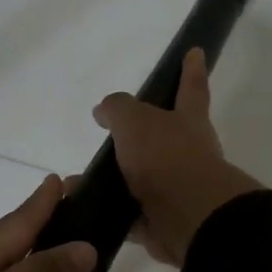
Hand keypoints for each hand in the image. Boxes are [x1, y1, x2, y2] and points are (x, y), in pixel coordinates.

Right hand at [94, 48, 260, 266]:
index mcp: (188, 122)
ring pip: (140, 178)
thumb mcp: (135, 121)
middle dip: (138, 136)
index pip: (191, 88)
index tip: (196, 52)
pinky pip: (129, 212)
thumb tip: (104, 111)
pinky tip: (80, 207)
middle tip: (109, 135)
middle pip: (162, 138)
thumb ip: (118, 110)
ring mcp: (177, 189)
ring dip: (111, 178)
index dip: (192, 70)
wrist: (188, 217)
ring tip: (76, 180)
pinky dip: (106, 210)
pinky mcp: (162, 220)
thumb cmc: (165, 157)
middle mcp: (187, 153)